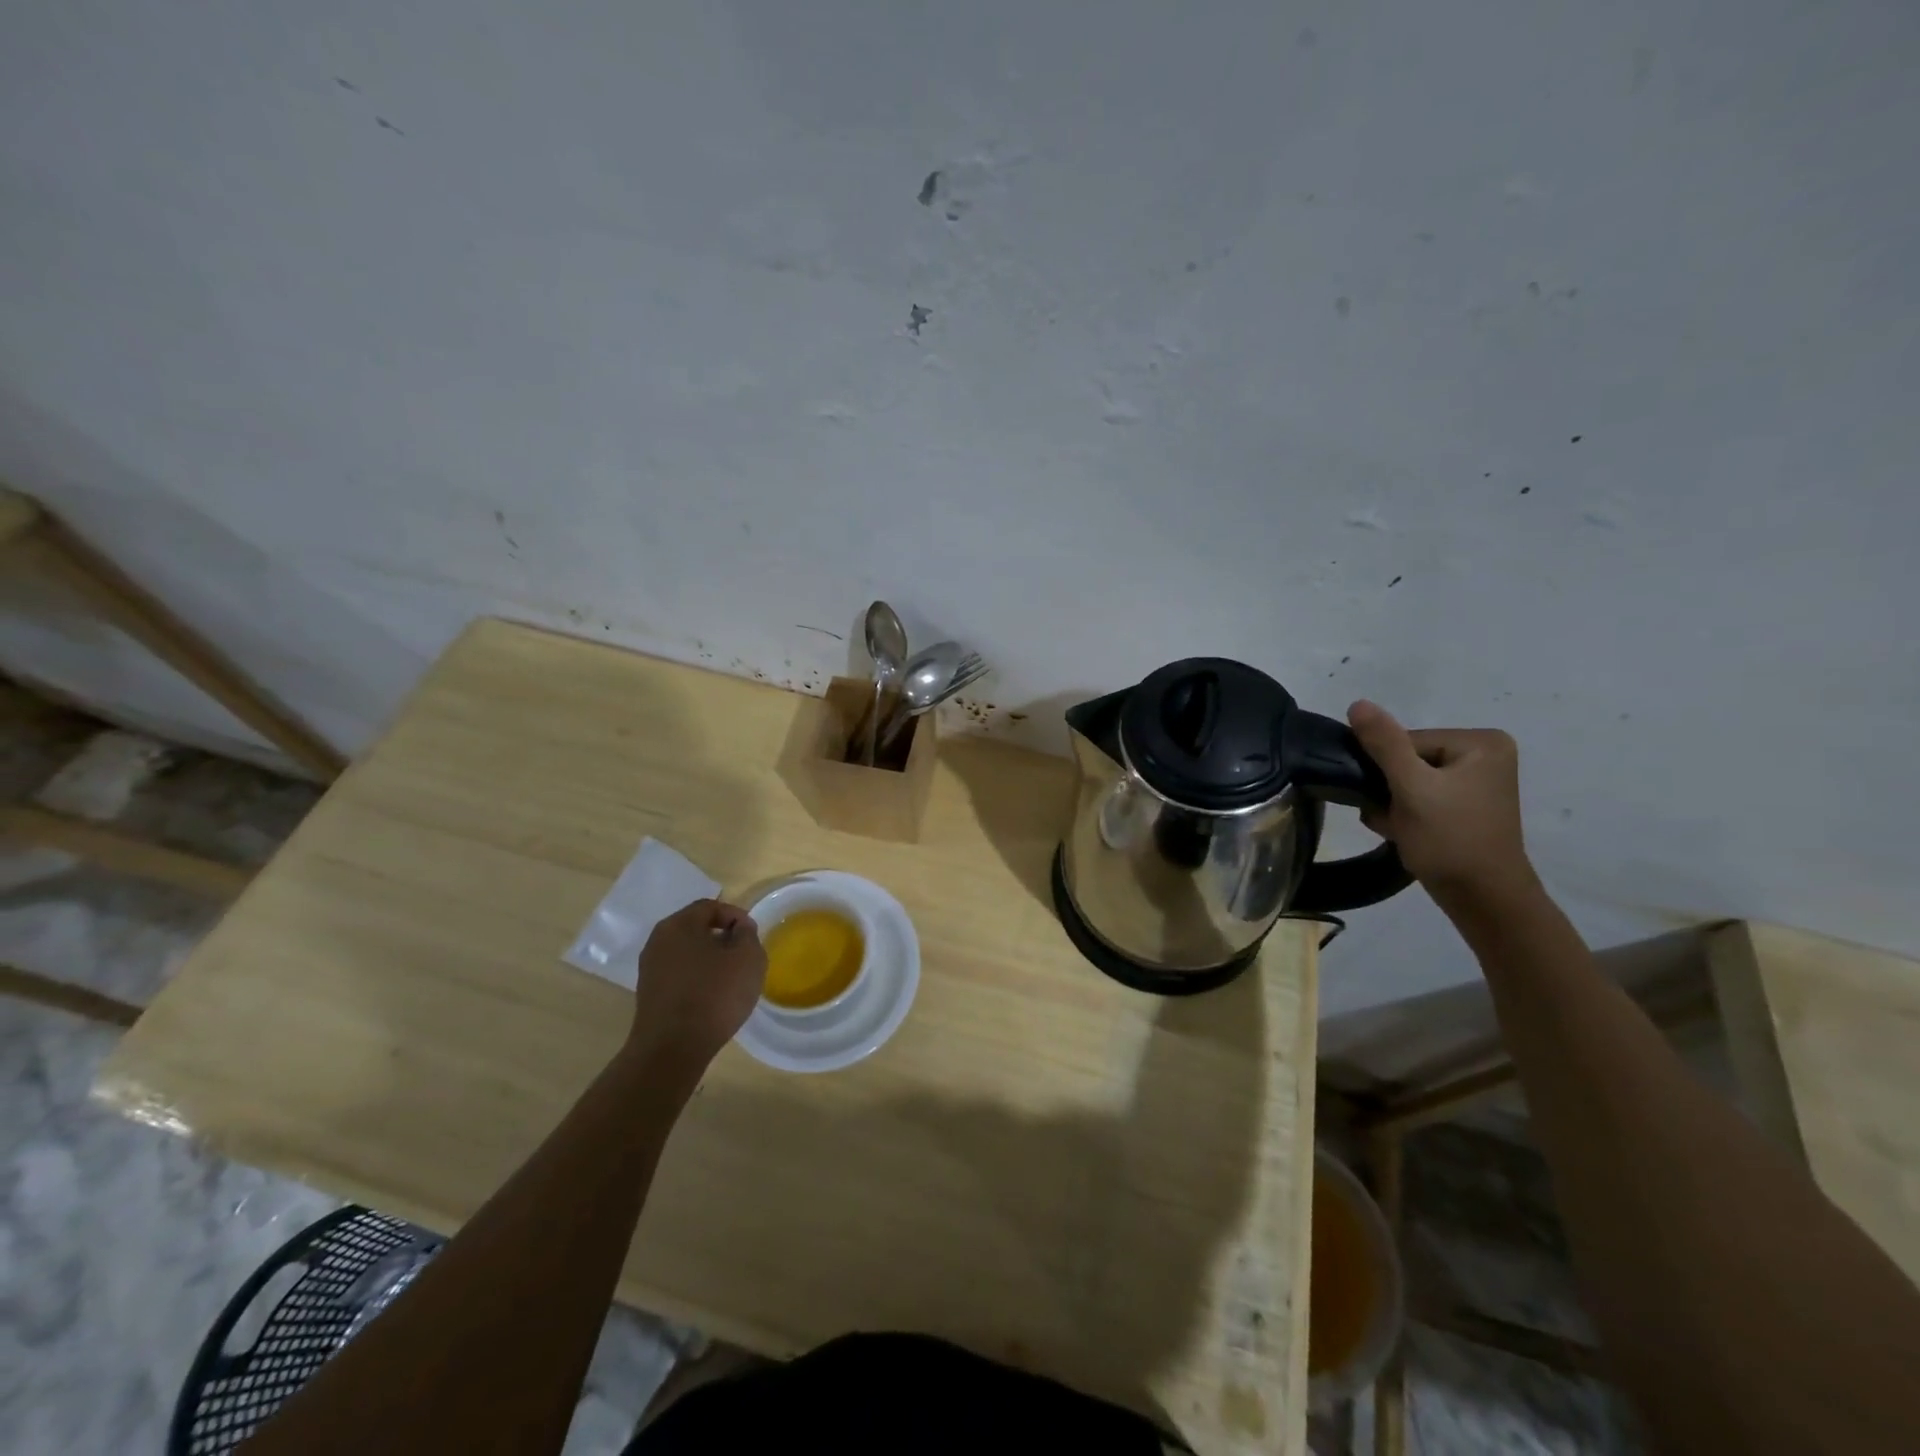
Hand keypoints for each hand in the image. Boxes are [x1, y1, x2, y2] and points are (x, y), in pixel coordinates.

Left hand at [625, 899, 765, 1079]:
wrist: (672, 1049)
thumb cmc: (714, 994)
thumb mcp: (748, 957)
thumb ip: (747, 934)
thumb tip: (739, 929)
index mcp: (679, 924)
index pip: (711, 907)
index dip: (736, 916)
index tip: (752, 936)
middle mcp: (658, 940)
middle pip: (696, 929)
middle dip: (723, 938)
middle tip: (744, 955)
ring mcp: (650, 969)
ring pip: (687, 953)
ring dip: (710, 960)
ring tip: (731, 978)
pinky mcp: (649, 995)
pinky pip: (679, 975)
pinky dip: (697, 979)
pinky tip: (712, 997)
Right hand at [1347, 700, 1538, 910]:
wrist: (1483, 900)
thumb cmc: (1450, 840)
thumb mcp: (1412, 788)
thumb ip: (1384, 744)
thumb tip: (1358, 703)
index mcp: (1481, 742)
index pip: (1406, 741)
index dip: (1387, 771)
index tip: (1391, 800)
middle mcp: (1484, 756)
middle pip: (1406, 760)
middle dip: (1389, 791)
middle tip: (1395, 819)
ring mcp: (1476, 783)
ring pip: (1407, 781)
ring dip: (1392, 805)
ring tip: (1400, 829)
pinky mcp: (1465, 807)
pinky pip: (1420, 798)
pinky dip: (1405, 815)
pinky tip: (1405, 834)